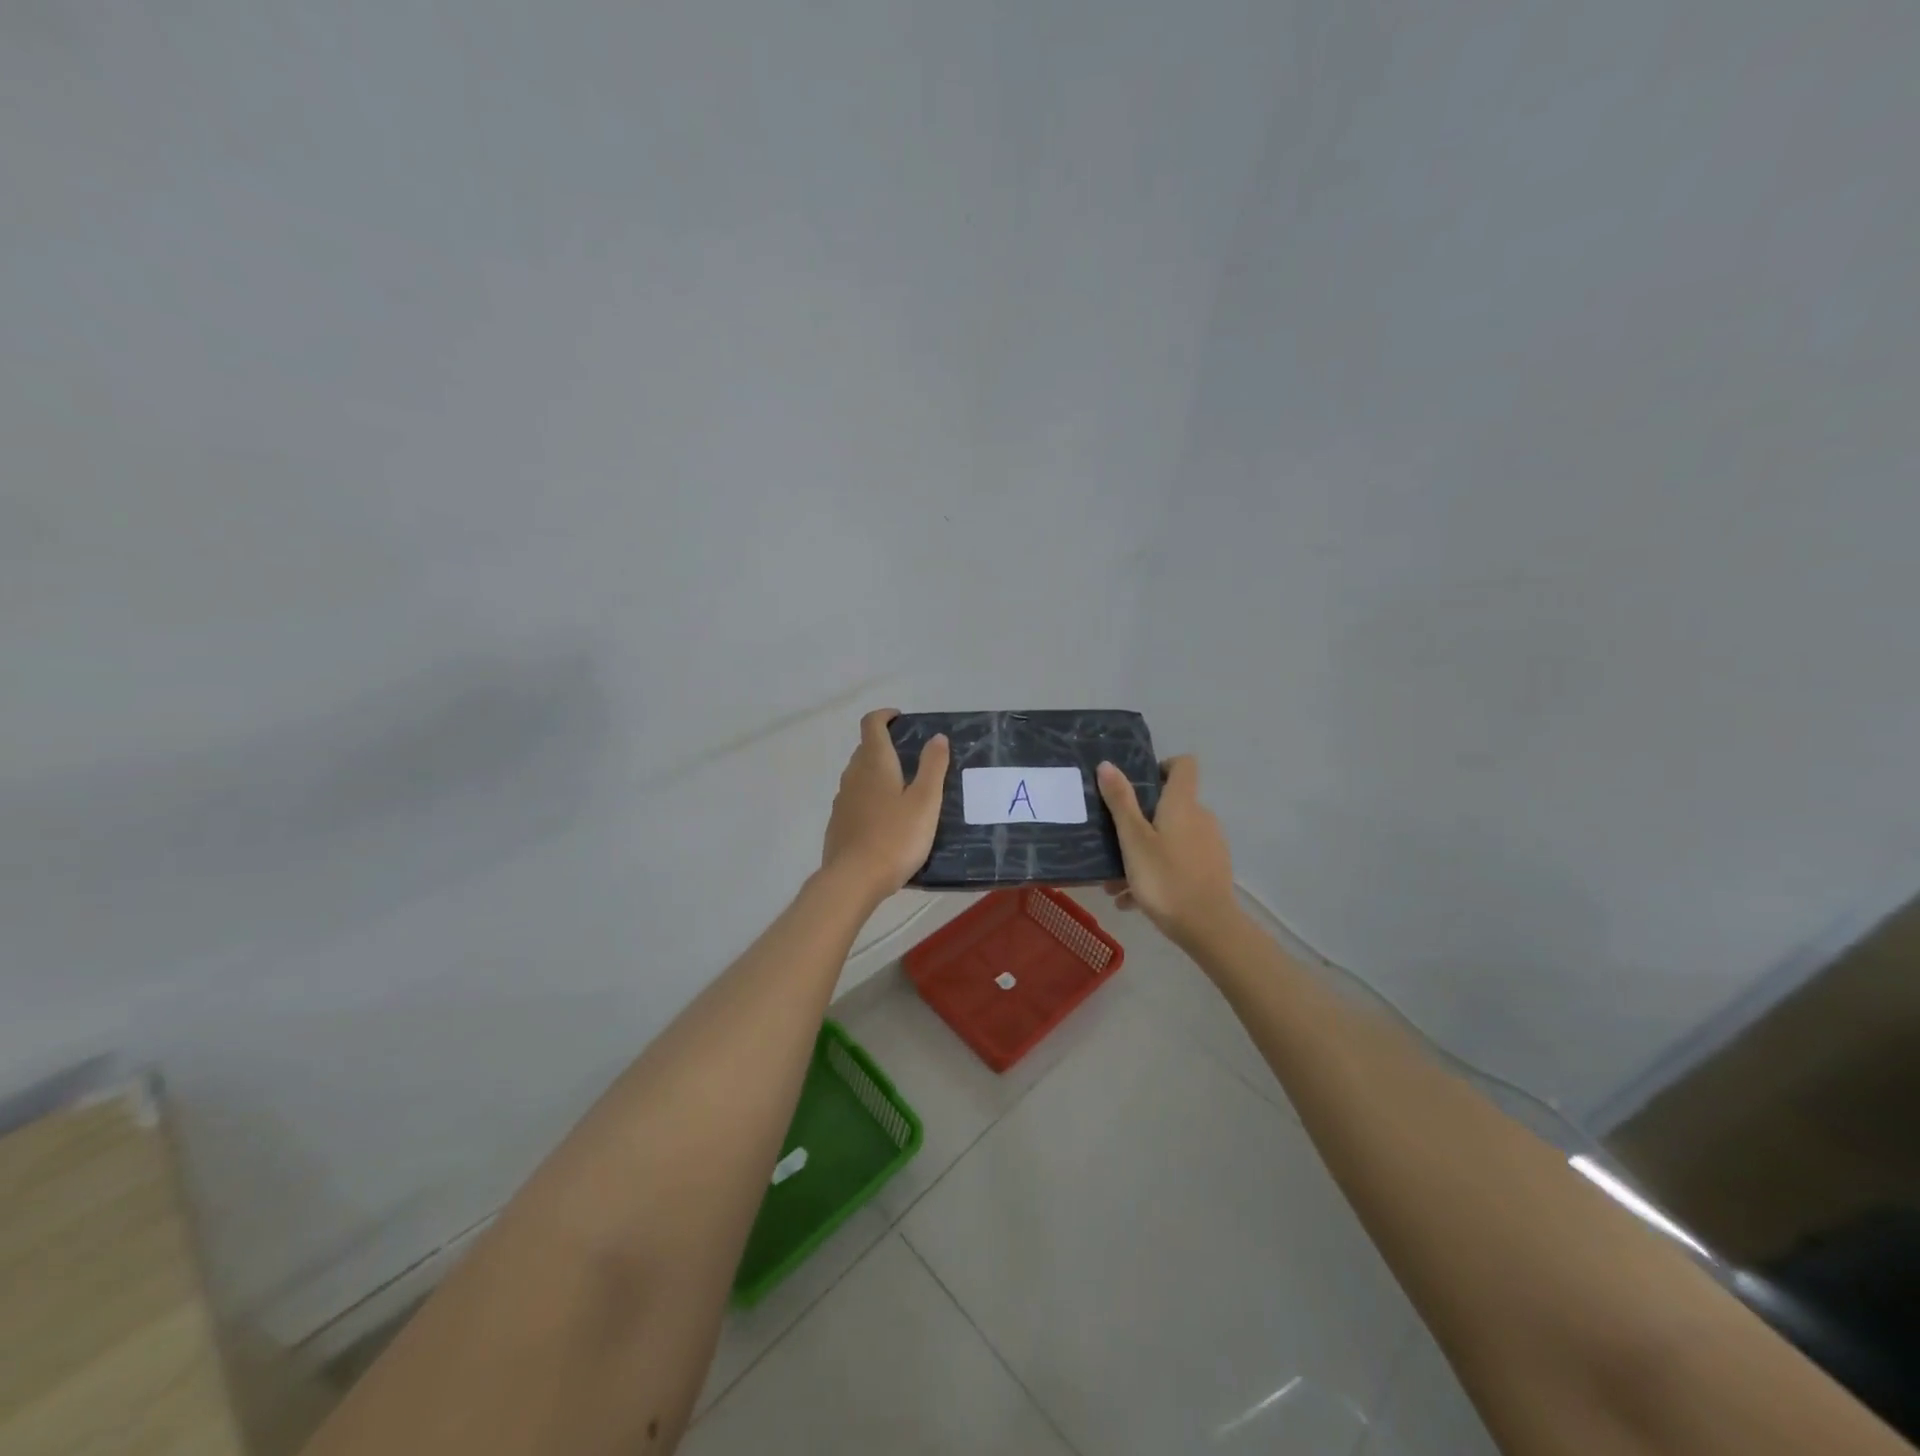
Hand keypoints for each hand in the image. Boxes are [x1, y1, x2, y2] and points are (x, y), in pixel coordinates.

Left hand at [820, 709, 950, 901]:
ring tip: (904, 791)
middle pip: (865, 749)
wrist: (853, 880)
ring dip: (878, 774)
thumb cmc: (896, 837)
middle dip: (886, 746)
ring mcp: (842, 801)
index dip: (885, 716)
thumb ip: (933, 766)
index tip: (901, 720)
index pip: (871, 724)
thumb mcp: (925, 801)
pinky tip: (887, 820)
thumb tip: (937, 737)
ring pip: (860, 776)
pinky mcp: (838, 824)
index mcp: (874, 763)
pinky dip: (870, 798)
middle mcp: (853, 775)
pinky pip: (856, 800)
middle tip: (913, 758)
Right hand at [1096, 755, 1240, 949]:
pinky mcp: (1210, 870)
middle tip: (1112, 841)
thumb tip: (1108, 764)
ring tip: (1114, 883)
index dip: (1161, 766)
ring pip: (1169, 838)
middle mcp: (1200, 818)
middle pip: (1170, 805)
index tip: (1138, 784)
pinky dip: (1156, 872)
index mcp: (1182, 804)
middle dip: (1139, 821)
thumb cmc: (1165, 878)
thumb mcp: (1133, 840)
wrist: (1208, 928)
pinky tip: (1131, 900)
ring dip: (1142, 853)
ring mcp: (1208, 845)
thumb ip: (1120, 802)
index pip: (1183, 765)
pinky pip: (1177, 861)